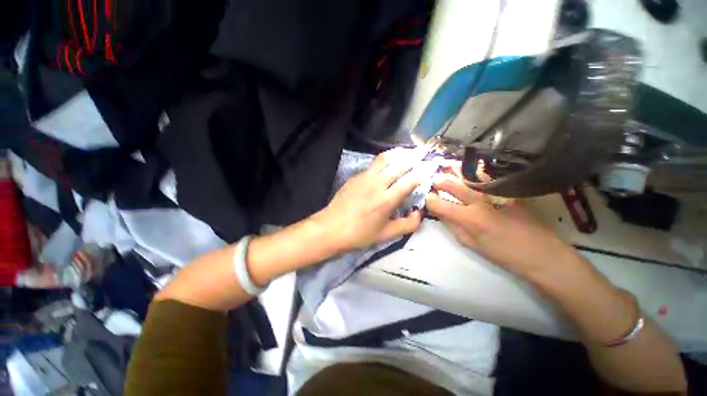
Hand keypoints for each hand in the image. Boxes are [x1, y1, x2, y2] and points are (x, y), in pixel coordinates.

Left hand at [312, 149, 423, 252]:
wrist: (331, 228)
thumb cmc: (359, 234)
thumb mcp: (386, 235)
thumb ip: (407, 225)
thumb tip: (419, 213)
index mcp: (386, 200)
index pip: (409, 180)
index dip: (422, 172)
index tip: (430, 167)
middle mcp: (377, 184)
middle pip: (399, 165)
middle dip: (414, 158)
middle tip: (423, 153)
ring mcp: (364, 177)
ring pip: (385, 159)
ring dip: (398, 154)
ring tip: (407, 153)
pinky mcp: (355, 176)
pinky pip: (373, 164)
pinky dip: (384, 161)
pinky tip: (387, 164)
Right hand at [425, 172, 574, 276]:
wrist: (542, 252)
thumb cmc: (502, 253)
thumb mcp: (470, 244)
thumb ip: (451, 225)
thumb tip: (437, 211)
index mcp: (468, 218)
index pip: (437, 203)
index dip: (428, 199)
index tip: (427, 199)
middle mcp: (478, 200)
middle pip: (449, 183)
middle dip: (437, 180)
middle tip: (432, 180)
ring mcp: (494, 191)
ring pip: (466, 173)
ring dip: (451, 169)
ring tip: (443, 165)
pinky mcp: (507, 187)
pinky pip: (485, 173)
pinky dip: (472, 168)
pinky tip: (467, 166)